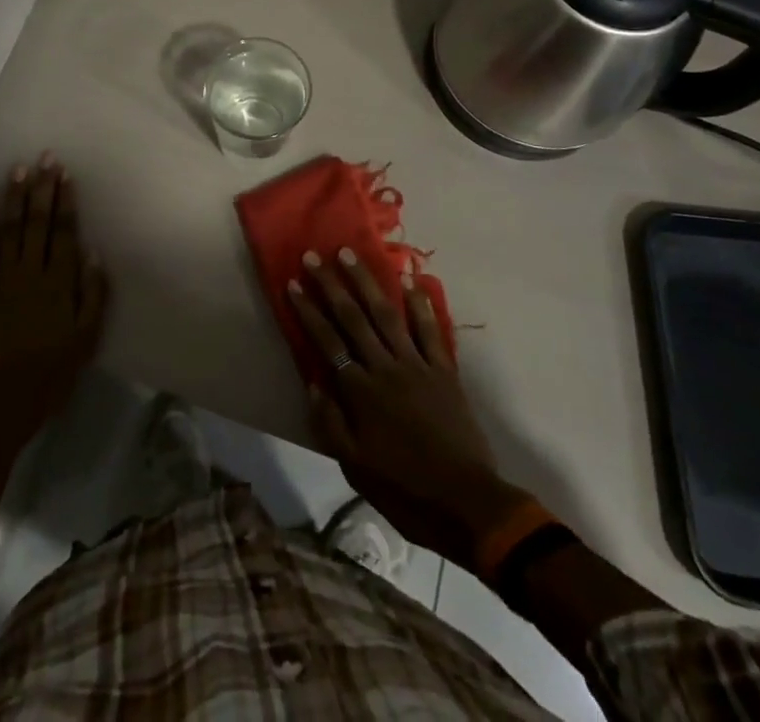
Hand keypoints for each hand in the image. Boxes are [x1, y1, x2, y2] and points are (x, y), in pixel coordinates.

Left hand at [0, 153, 109, 439]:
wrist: (4, 401)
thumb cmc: (53, 372)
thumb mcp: (86, 338)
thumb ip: (93, 294)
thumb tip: (93, 253)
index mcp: (59, 283)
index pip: (65, 232)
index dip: (66, 201)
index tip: (65, 174)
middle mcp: (31, 272)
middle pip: (38, 223)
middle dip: (42, 188)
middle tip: (44, 158)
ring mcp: (3, 279)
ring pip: (9, 230)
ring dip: (13, 198)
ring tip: (17, 170)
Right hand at [289, 250, 529, 569]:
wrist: (466, 504)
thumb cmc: (404, 489)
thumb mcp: (354, 466)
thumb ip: (329, 422)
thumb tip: (312, 381)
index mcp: (360, 391)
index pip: (327, 340)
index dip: (308, 310)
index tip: (292, 283)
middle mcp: (385, 368)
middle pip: (353, 317)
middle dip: (331, 284)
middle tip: (314, 255)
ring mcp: (417, 365)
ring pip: (387, 314)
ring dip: (367, 281)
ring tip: (350, 254)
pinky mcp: (444, 371)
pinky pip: (430, 330)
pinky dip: (420, 304)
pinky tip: (410, 280)